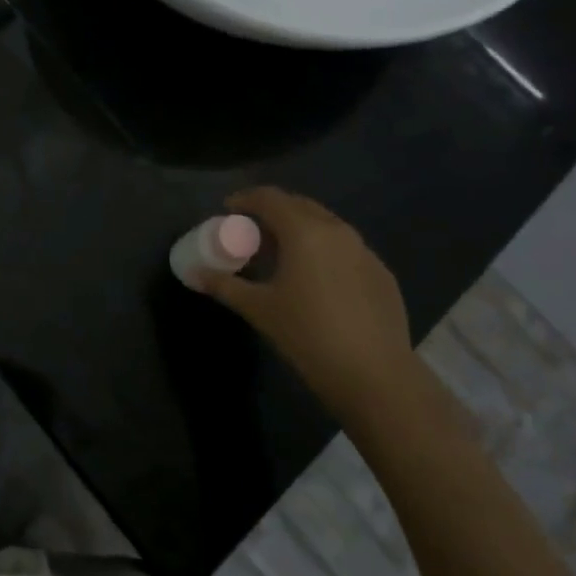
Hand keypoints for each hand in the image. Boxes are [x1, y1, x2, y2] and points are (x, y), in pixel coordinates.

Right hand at [192, 186, 414, 414]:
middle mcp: (337, 230)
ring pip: (326, 225)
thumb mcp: (259, 309)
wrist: (375, 377)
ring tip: (282, 255)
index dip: (245, 199)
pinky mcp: (382, 274)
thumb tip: (194, 274)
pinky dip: (324, 251)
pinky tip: (317, 280)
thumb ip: (224, 285)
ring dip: (300, 229)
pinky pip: (346, 249)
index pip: (269, 198)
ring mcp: (364, 251)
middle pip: (299, 205)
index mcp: (304, 231)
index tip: (228, 210)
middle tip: (252, 232)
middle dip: (273, 211)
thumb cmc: (308, 335)